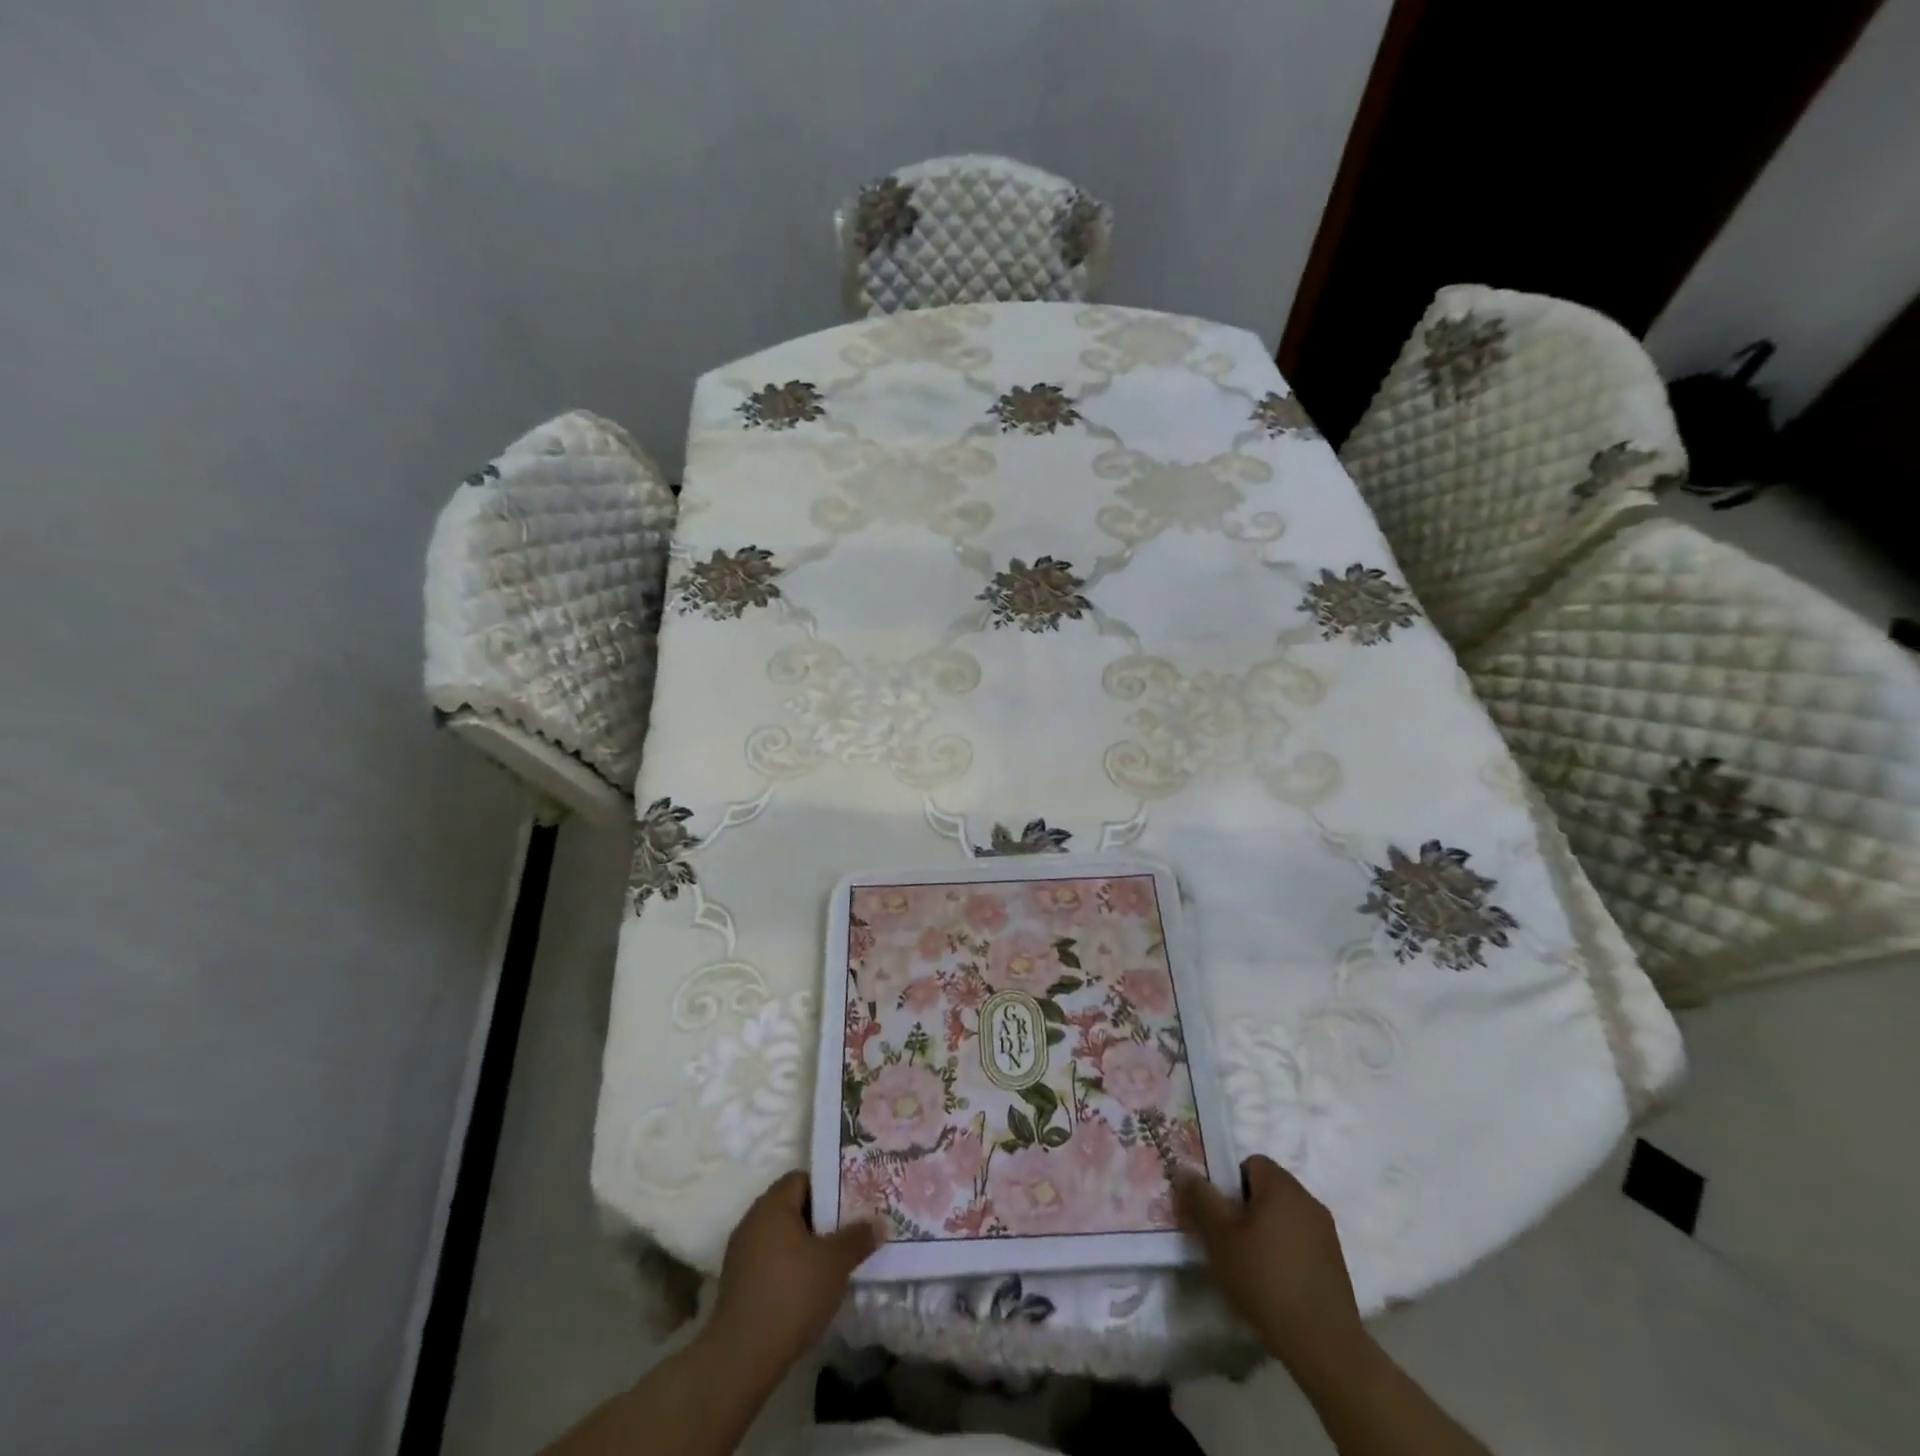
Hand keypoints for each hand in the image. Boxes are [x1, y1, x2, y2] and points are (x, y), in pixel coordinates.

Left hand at [707, 1171, 882, 1380]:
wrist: (742, 1357)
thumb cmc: (792, 1293)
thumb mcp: (835, 1263)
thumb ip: (858, 1238)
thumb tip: (878, 1223)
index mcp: (773, 1205)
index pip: (802, 1178)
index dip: (827, 1187)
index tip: (849, 1203)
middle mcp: (752, 1220)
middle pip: (790, 1207)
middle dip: (819, 1218)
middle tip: (846, 1230)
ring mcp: (740, 1253)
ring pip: (779, 1236)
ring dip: (803, 1245)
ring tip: (830, 1261)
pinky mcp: (736, 1284)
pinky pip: (768, 1261)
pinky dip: (787, 1267)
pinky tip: (806, 1288)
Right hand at [1176, 1155, 1365, 1377]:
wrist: (1323, 1344)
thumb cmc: (1264, 1279)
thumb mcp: (1219, 1237)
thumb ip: (1200, 1199)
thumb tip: (1183, 1169)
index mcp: (1281, 1185)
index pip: (1250, 1162)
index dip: (1230, 1183)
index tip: (1220, 1213)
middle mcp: (1307, 1200)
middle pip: (1268, 1189)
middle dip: (1246, 1207)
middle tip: (1229, 1238)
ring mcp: (1326, 1232)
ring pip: (1285, 1216)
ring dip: (1267, 1230)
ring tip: (1251, 1264)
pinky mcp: (1336, 1262)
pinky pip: (1302, 1241)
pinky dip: (1286, 1252)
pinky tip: (1275, 1282)